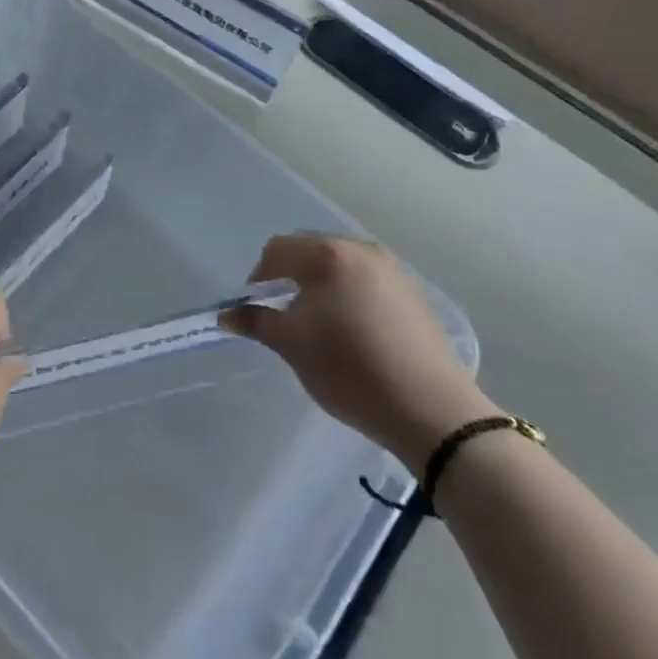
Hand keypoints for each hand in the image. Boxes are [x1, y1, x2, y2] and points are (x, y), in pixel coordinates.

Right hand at [223, 234, 495, 473]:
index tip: (259, 307)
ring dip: (322, 282)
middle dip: (292, 274)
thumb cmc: (350, 370)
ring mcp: (392, 268)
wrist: (431, 409)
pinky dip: (351, 291)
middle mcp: (360, 249)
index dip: (260, 276)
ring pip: (341, 263)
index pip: (278, 249)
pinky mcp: (414, 290)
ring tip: (321, 321)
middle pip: (311, 249)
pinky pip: (368, 278)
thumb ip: (256, 322)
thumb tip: (226, 315)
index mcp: (327, 255)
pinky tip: (355, 328)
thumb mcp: (293, 346)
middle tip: (287, 313)